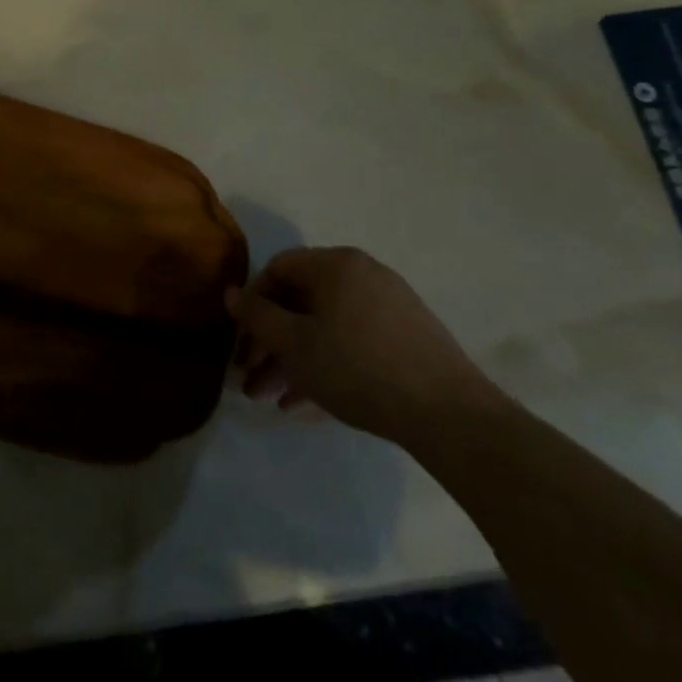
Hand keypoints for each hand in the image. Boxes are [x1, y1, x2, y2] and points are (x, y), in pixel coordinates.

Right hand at [230, 247, 501, 446]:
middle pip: (301, 303)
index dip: (252, 303)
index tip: (240, 341)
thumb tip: (231, 293)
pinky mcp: (407, 340)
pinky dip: (326, 367)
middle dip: (270, 343)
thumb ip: (257, 316)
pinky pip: (352, 345)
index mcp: (336, 265)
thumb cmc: (357, 367)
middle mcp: (363, 276)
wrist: (450, 415)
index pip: (278, 269)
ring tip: (270, 400)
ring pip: (325, 329)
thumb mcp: (294, 343)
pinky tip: (304, 406)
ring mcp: (389, 308)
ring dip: (293, 362)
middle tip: (249, 379)